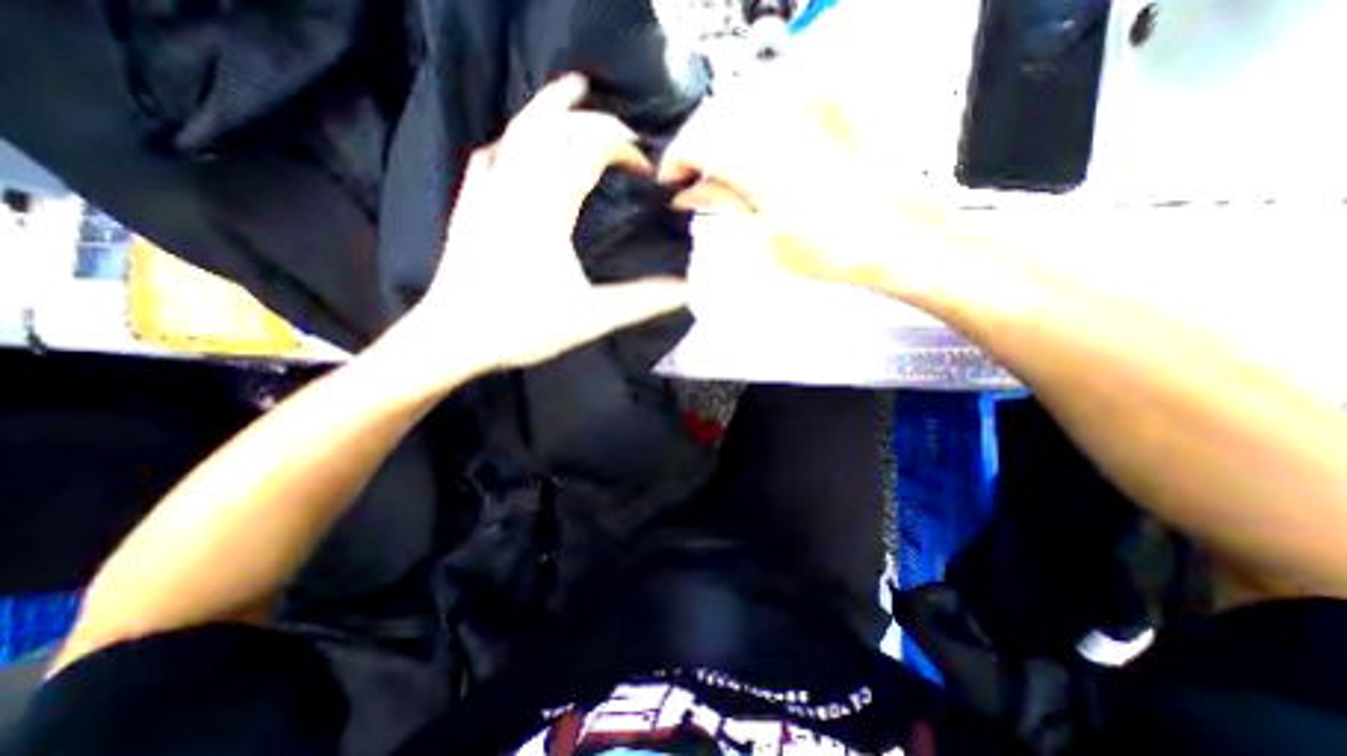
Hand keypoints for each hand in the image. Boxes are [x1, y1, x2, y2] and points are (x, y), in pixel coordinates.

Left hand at [391, 73, 683, 374]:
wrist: (452, 338)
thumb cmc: (523, 326)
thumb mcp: (591, 317)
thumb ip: (640, 301)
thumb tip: (684, 291)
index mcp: (548, 210)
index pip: (587, 152)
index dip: (619, 147)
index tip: (643, 165)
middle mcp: (516, 190)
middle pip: (550, 128)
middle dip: (585, 116)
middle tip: (612, 117)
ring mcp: (487, 196)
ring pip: (516, 135)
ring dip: (544, 111)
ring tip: (565, 94)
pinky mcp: (469, 211)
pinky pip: (487, 164)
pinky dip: (505, 147)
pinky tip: (505, 148)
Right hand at [660, 67, 955, 306]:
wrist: (894, 238)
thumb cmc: (830, 251)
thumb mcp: (765, 240)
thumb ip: (723, 206)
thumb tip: (690, 194)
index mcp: (763, 159)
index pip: (698, 139)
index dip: (677, 160)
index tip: (670, 182)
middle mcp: (783, 121)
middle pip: (717, 114)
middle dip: (696, 146)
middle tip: (693, 180)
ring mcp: (810, 109)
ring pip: (743, 102)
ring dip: (721, 134)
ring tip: (720, 170)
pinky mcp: (829, 110)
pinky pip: (775, 98)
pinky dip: (751, 122)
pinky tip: (753, 150)